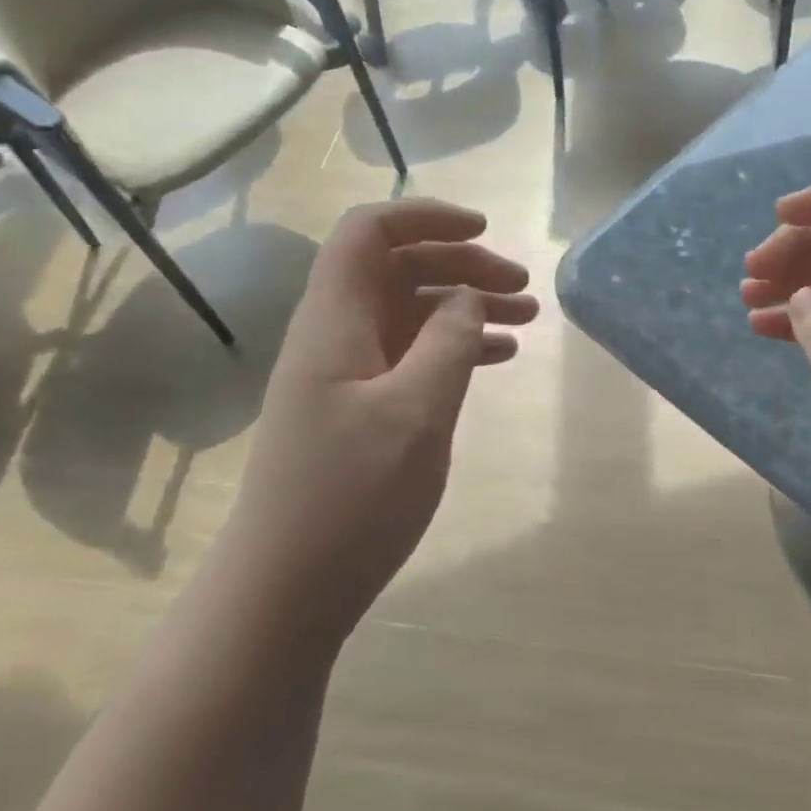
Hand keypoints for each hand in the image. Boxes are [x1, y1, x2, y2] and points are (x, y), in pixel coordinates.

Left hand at [234, 198, 537, 649]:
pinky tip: (497, 357)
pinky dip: (454, 346)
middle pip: (398, 268)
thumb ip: (448, 343)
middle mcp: (336, 335)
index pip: (369, 233)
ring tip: (526, 319)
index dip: (425, 217)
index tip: (484, 231)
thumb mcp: (415, 415)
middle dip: (462, 264)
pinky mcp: (357, 408)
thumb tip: (468, 295)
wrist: (285, 593)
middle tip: (521, 288)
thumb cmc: (349, 500)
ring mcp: (345, 373)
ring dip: (465, 305)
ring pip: (410, 312)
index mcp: (335, 321)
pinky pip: (411, 354)